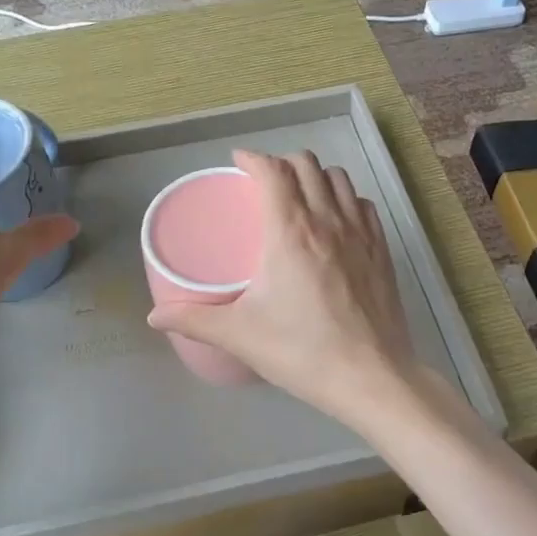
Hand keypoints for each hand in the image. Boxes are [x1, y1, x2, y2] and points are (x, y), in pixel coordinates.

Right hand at [147, 150, 416, 424]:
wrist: (370, 377)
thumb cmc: (301, 352)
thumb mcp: (240, 335)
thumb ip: (194, 320)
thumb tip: (154, 316)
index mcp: (290, 231)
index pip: (272, 172)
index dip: (253, 158)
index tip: (238, 163)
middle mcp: (328, 220)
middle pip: (306, 165)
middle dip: (282, 163)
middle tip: (264, 181)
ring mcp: (361, 233)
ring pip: (339, 179)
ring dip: (316, 176)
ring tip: (300, 195)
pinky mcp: (382, 250)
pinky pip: (363, 205)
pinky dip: (346, 199)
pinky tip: (337, 220)